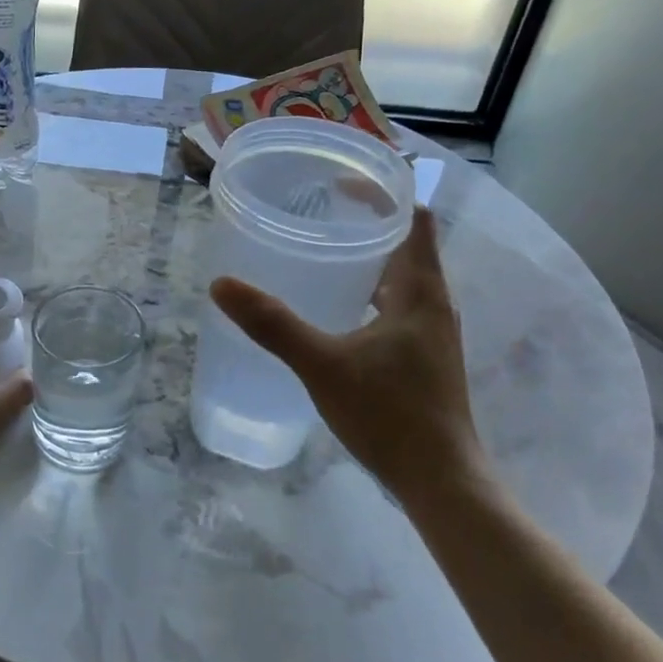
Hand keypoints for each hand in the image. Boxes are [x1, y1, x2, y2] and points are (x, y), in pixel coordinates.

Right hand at [209, 208, 482, 497]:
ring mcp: (431, 334)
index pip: (414, 218)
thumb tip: (221, 285)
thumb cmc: (389, 414)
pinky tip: (336, 310)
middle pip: (407, 245)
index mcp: (420, 292)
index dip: (385, 192)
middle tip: (318, 210)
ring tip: (321, 251)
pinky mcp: (423, 359)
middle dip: (368, 223)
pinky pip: (397, 308)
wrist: (441, 481)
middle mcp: (433, 304)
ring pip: (402, 280)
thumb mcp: (322, 364)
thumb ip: (272, 323)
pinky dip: (369, 294)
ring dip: (369, 260)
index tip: (341, 180)